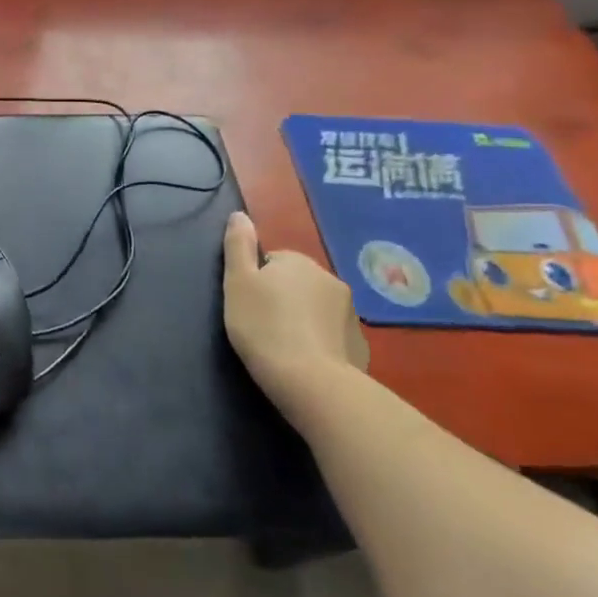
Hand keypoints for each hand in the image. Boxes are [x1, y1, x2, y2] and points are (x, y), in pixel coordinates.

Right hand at [222, 211, 367, 409]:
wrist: (309, 381)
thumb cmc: (262, 325)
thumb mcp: (237, 281)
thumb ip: (238, 245)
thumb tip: (240, 215)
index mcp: (298, 262)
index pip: (273, 262)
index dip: (257, 282)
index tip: (248, 304)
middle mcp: (330, 280)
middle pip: (297, 283)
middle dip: (284, 298)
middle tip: (262, 324)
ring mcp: (350, 313)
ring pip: (317, 308)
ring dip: (303, 319)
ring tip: (283, 345)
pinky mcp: (360, 345)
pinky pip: (332, 335)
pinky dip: (320, 342)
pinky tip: (305, 361)